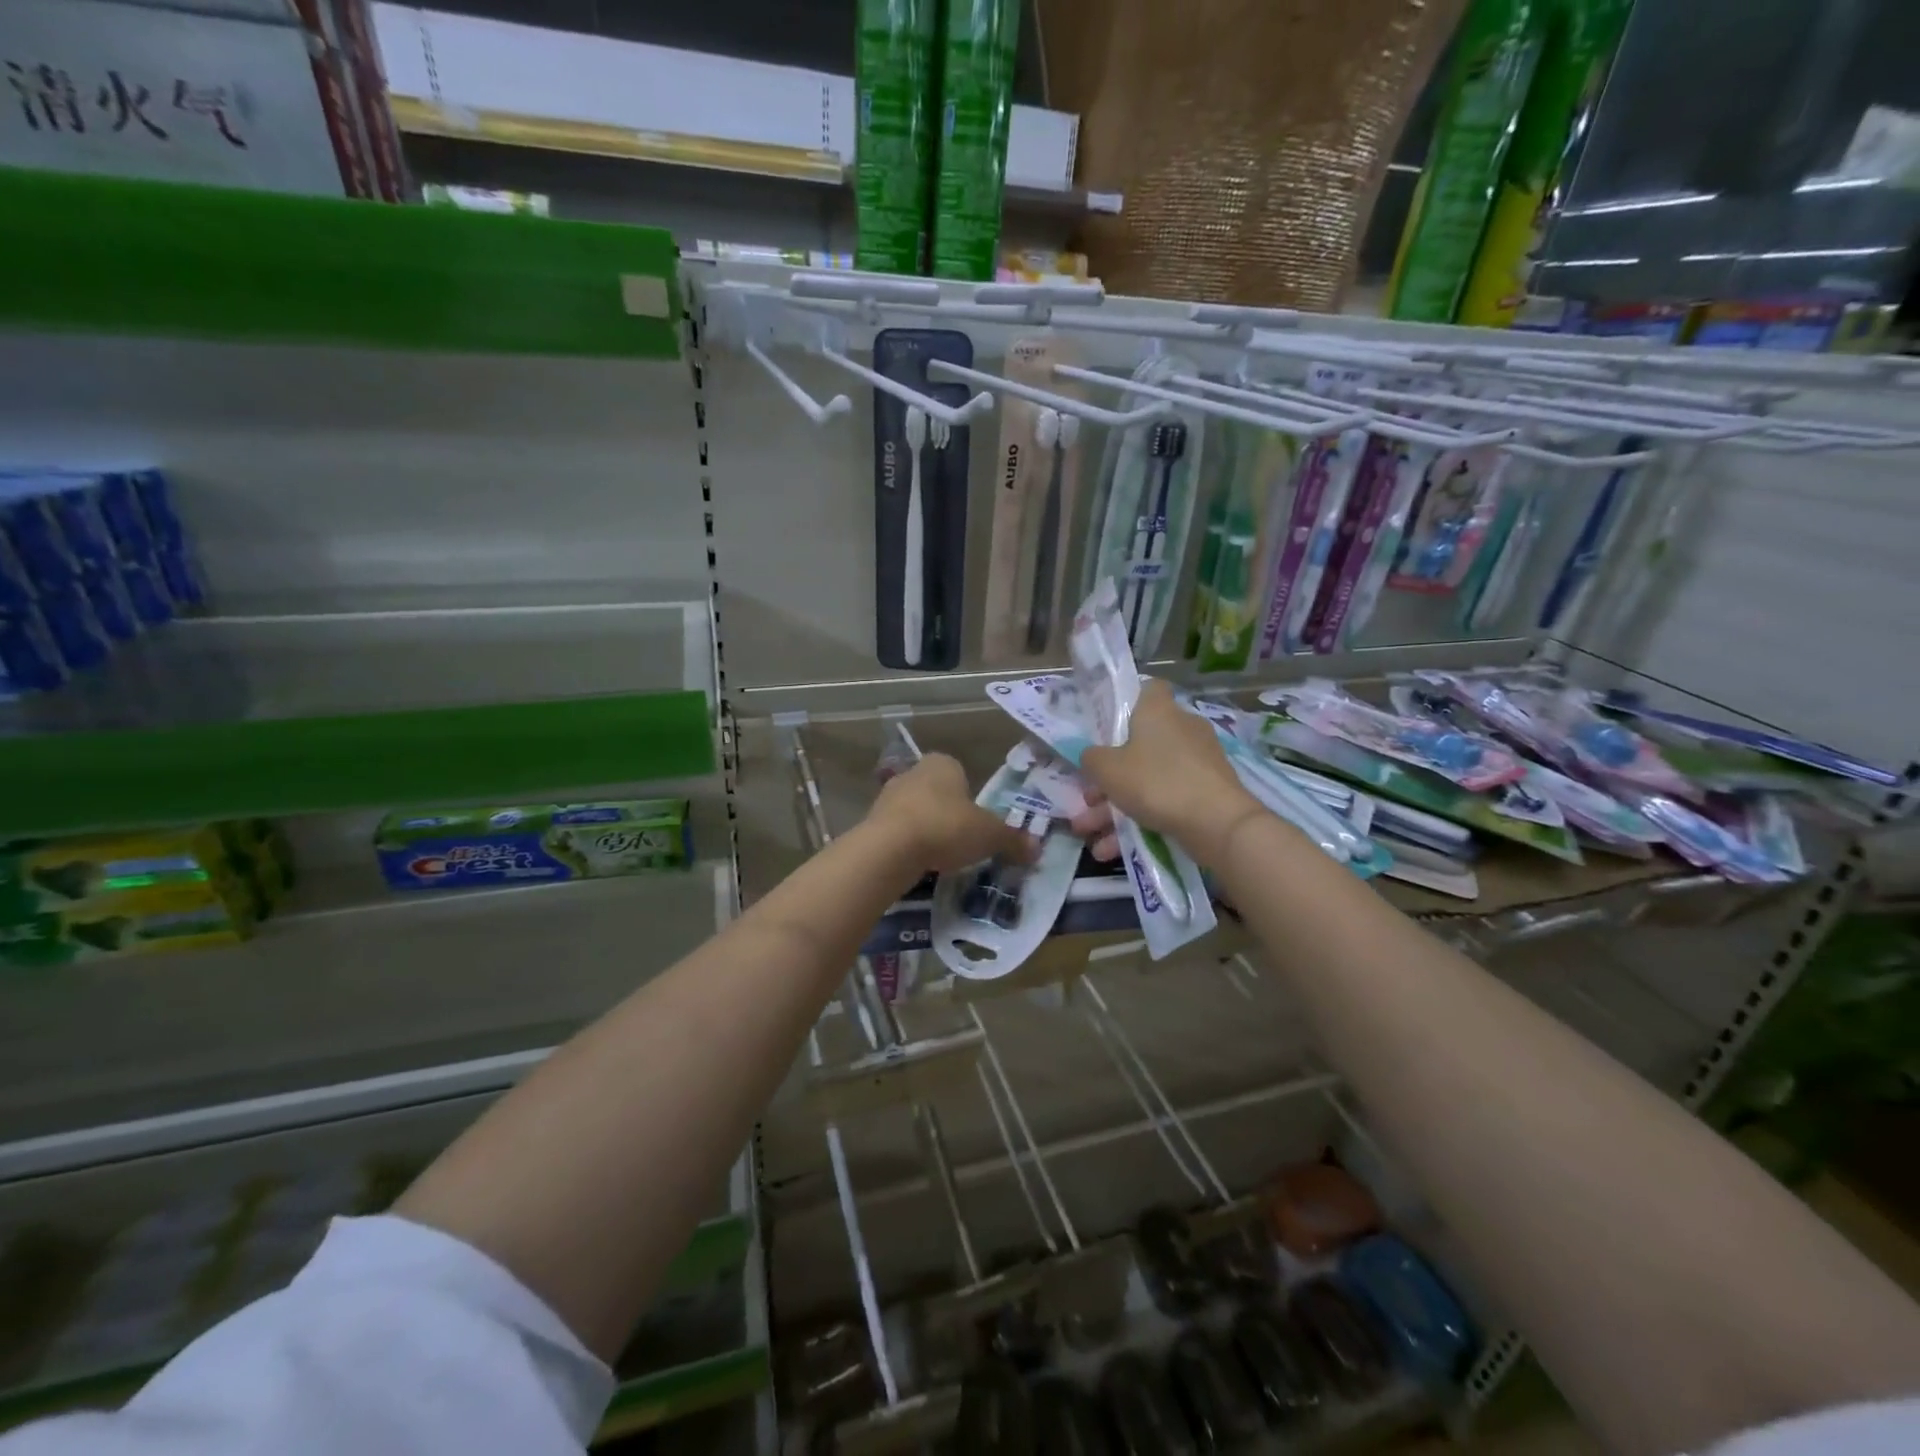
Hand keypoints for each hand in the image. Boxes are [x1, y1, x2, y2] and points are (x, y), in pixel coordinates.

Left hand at [863, 753, 1040, 875]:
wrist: (890, 849)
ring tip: (941, 857)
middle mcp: (913, 772)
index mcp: (943, 763)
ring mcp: (888, 796)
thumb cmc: (946, 827)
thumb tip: (1037, 848)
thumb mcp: (990, 835)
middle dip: (949, 815)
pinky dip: (909, 846)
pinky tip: (919, 864)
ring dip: (928, 830)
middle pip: (938, 793)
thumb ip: (1013, 840)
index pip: (961, 774)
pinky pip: (899, 833)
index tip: (977, 822)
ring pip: (916, 812)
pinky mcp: (872, 823)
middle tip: (963, 842)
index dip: (971, 797)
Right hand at [1071, 680, 1262, 865]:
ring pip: (1148, 779)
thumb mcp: (1107, 769)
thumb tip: (1091, 756)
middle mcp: (1181, 728)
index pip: (1146, 688)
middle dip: (1109, 776)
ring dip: (1116, 807)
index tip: (1105, 726)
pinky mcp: (1207, 791)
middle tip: (1088, 799)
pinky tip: (1113, 850)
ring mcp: (1198, 761)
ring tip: (1090, 835)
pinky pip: (1165, 800)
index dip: (1125, 702)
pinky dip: (1141, 820)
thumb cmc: (1156, 782)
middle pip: (1138, 744)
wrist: (1218, 823)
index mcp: (1158, 710)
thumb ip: (1091, 758)